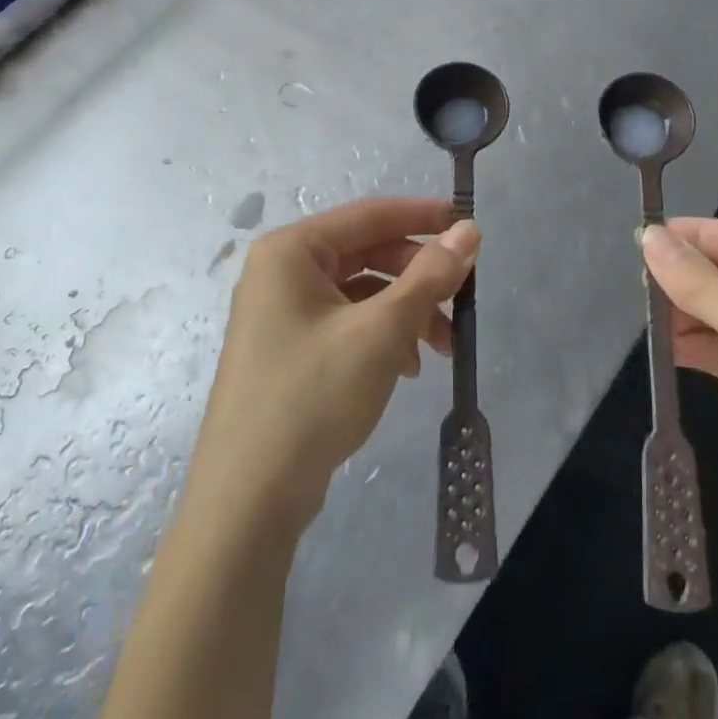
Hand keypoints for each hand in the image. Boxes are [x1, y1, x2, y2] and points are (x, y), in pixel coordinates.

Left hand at [186, 197, 477, 534]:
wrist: (248, 504)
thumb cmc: (312, 397)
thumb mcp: (381, 331)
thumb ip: (429, 277)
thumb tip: (469, 231)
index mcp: (292, 251)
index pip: (370, 214)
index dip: (422, 217)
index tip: (468, 224)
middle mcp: (282, 272)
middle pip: (367, 253)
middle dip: (418, 276)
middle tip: (461, 297)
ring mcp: (282, 314)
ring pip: (362, 291)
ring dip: (406, 310)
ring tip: (442, 346)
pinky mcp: (290, 351)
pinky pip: (347, 323)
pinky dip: (383, 336)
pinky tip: (408, 367)